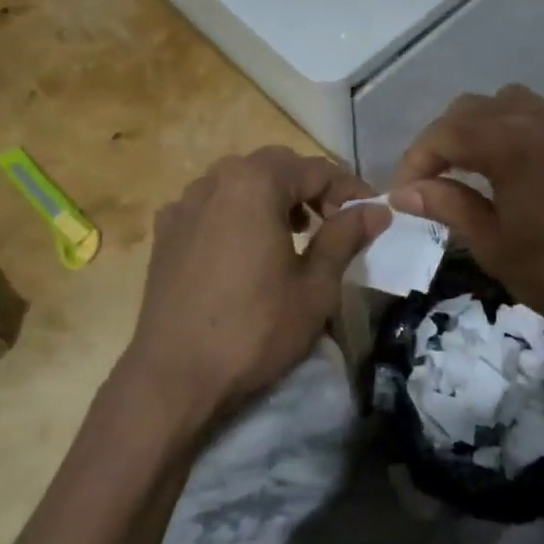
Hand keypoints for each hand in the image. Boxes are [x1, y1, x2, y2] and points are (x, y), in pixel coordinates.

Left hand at [125, 147, 389, 427]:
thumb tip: (377, 209)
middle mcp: (216, 179)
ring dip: (272, 196)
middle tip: (333, 220)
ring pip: (240, 182)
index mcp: (255, 183)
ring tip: (293, 233)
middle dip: (309, 187)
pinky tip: (244, 248)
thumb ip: (345, 237)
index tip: (371, 212)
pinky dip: (237, 213)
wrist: (173, 377)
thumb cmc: (254, 329)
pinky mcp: (165, 231)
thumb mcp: (314, 287)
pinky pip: (211, 205)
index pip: (315, 170)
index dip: (348, 188)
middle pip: (275, 167)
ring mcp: (185, 203)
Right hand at [389, 86, 543, 335]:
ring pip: (503, 103)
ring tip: (468, 167)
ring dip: (476, 127)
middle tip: (430, 181)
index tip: (402, 194)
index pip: (444, 134)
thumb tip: (405, 191)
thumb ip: (448, 207)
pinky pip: (534, 116)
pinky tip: (511, 169)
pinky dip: (508, 129)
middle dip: (441, 140)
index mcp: (509, 144)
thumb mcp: (495, 247)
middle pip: (469, 108)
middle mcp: (534, 120)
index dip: (415, 160)